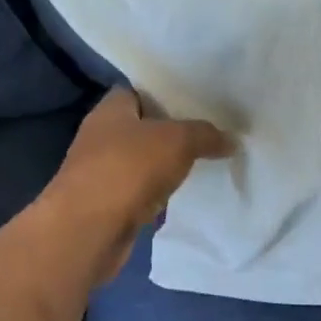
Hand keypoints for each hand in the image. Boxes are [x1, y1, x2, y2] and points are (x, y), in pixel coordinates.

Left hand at [41, 89, 233, 282]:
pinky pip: (142, 191)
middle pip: (144, 127)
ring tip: (205, 163)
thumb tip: (231, 140)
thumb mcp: (177, 141)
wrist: (89, 230)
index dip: (167, 93)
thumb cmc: (128, 169)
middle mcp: (102, 137)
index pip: (140, 91)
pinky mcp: (109, 204)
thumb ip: (206, 135)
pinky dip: (160, 193)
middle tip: (211, 133)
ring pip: (144, 162)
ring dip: (168, 165)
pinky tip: (184, 195)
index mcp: (111, 109)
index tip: (199, 102)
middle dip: (174, 131)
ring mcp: (103, 172)